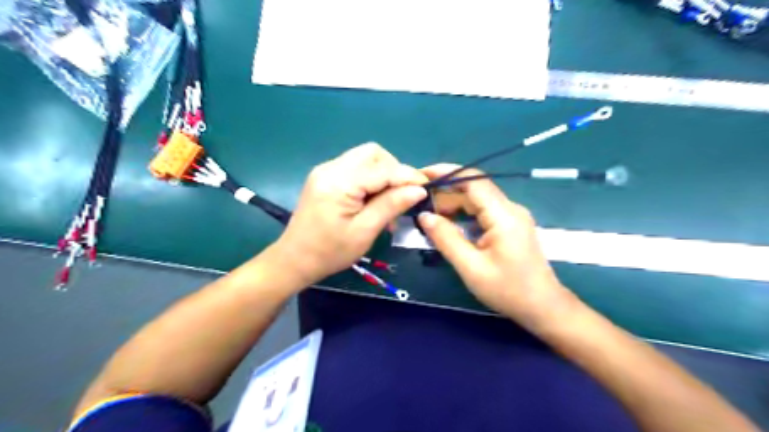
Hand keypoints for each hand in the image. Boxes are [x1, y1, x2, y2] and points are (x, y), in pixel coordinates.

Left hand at [270, 142, 425, 286]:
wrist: (294, 260)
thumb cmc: (330, 252)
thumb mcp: (364, 231)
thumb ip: (391, 205)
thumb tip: (419, 189)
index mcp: (339, 182)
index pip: (383, 169)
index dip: (408, 176)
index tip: (427, 188)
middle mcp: (331, 168)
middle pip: (373, 153)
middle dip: (394, 169)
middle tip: (403, 194)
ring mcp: (326, 170)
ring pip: (365, 158)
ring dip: (383, 174)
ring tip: (389, 201)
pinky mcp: (326, 177)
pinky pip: (355, 169)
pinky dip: (371, 179)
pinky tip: (374, 200)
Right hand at [418, 163, 579, 328]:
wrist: (542, 307)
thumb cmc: (508, 290)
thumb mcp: (471, 267)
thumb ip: (446, 239)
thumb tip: (424, 216)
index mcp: (503, 215)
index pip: (473, 181)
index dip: (446, 173)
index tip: (421, 175)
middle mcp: (509, 209)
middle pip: (473, 190)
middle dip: (445, 192)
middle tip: (418, 203)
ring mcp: (511, 217)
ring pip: (476, 201)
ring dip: (452, 205)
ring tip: (428, 215)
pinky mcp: (509, 226)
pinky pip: (482, 212)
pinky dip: (462, 215)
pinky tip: (447, 225)